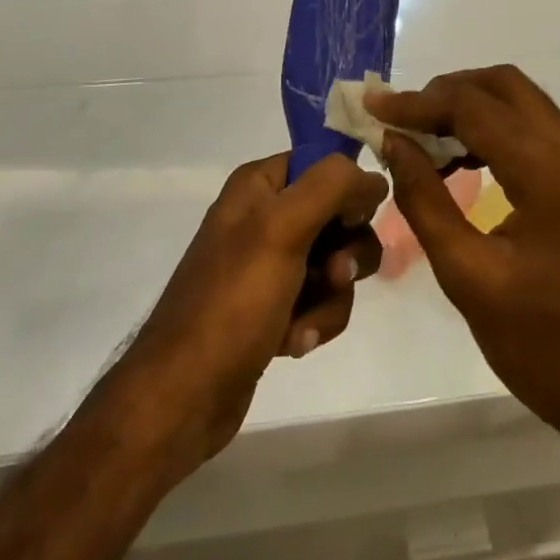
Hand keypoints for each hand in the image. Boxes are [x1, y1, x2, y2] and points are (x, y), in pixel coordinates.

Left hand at [105, 152, 386, 483]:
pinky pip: (320, 301)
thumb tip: (374, 180)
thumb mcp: (282, 228)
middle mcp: (265, 216)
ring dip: (331, 298)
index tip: (352, 221)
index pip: (324, 164)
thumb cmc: (233, 301)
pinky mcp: (274, 306)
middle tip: (335, 276)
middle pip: (339, 217)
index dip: (347, 191)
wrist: (184, 395)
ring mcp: (270, 264)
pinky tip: (292, 344)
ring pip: (336, 265)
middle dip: (345, 254)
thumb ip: (332, 187)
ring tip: (303, 325)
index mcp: (259, 185)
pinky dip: (315, 321)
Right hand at [369, 67, 559, 449]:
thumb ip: (425, 202)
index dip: (417, 103)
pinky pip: (533, 129)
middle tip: (401, 119)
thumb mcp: (469, 279)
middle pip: (504, 85)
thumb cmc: (547, 348)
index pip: (473, 107)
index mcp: (550, 171)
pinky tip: (460, 159)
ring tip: (422, 137)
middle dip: (447, 92)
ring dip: (470, 106)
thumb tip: (393, 143)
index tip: (372, 107)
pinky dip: (492, 128)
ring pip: (520, 101)